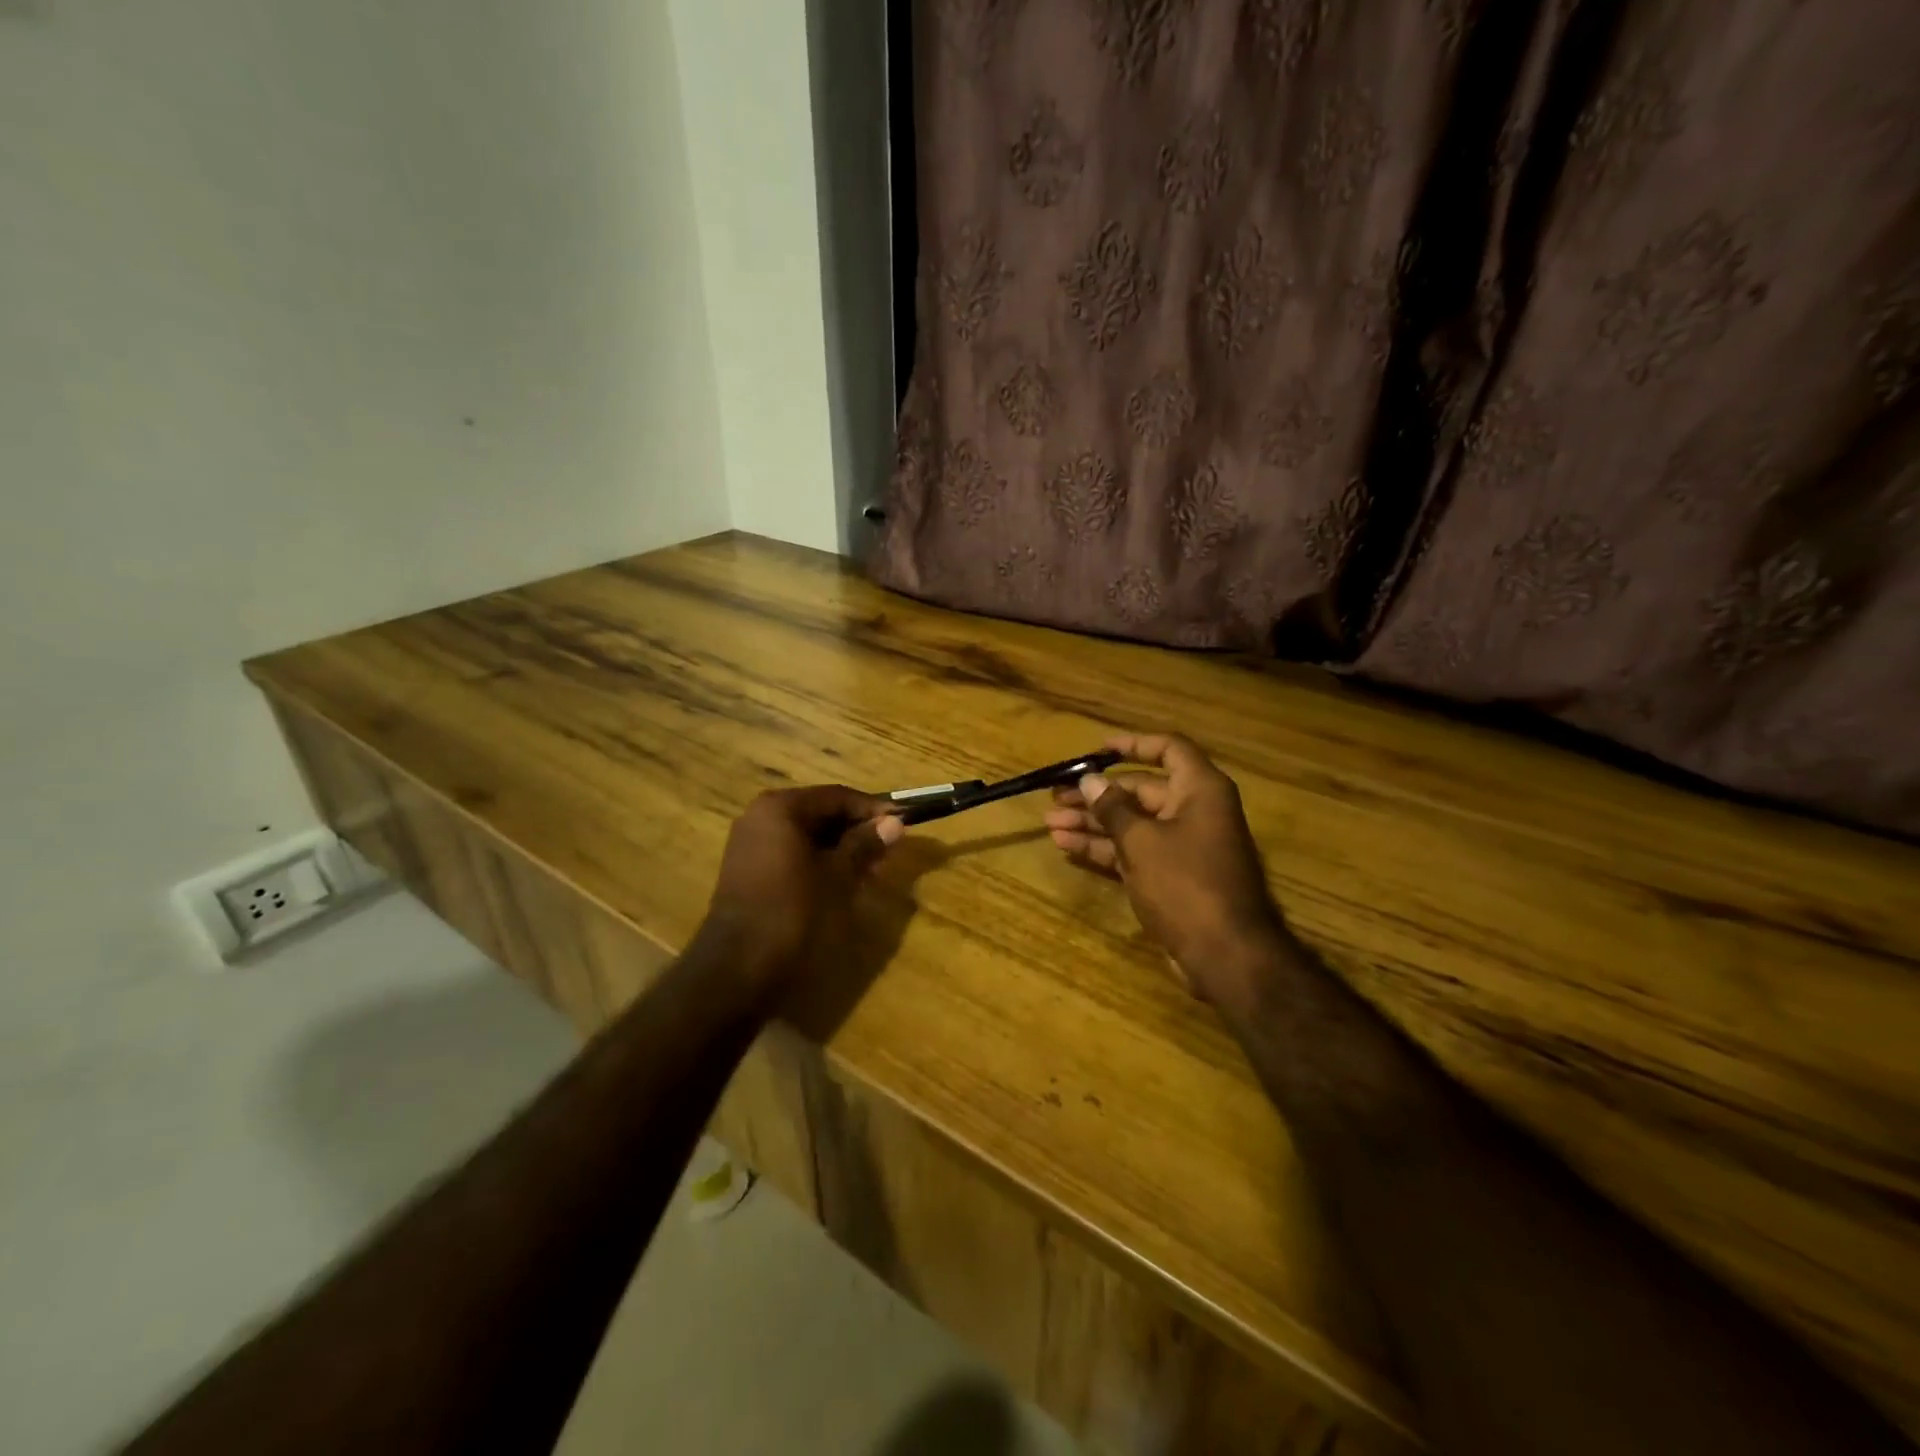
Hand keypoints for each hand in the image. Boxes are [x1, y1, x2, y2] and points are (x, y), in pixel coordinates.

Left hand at [696, 785, 904, 1001]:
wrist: (737, 970)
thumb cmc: (794, 913)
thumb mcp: (838, 877)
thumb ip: (864, 845)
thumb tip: (894, 822)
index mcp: (780, 809)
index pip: (836, 796)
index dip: (872, 809)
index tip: (902, 822)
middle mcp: (760, 817)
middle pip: (819, 813)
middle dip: (855, 830)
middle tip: (888, 850)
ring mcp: (750, 845)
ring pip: (806, 836)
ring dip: (839, 848)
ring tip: (870, 869)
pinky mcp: (748, 872)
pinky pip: (791, 854)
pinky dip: (818, 862)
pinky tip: (841, 882)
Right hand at [1044, 733, 1285, 1011]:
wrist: (1225, 953)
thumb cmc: (1185, 884)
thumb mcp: (1141, 841)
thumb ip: (1112, 807)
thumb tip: (1090, 780)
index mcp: (1199, 790)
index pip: (1168, 749)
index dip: (1132, 745)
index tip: (1095, 751)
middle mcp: (1194, 811)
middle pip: (1141, 790)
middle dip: (1096, 795)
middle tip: (1055, 798)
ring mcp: (1183, 845)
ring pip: (1132, 823)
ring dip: (1092, 823)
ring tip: (1050, 824)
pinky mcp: (1171, 876)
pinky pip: (1134, 851)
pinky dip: (1104, 848)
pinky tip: (1068, 847)